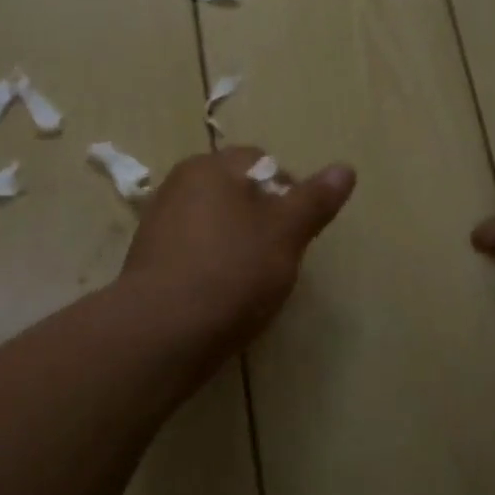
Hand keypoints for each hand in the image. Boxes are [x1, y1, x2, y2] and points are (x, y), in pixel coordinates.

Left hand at [122, 147, 356, 352]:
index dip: (289, 193)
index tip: (298, 231)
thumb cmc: (232, 271)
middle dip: (262, 219)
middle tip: (279, 257)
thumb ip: (314, 200)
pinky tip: (222, 295)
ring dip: (238, 243)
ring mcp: (159, 223)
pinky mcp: (149, 261)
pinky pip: (194, 252)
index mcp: (210, 167)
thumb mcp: (286, 233)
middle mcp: (179, 185)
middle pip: (236, 192)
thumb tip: (345, 168)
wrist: (161, 332)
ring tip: (251, 281)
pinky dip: (212, 265)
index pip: (262, 162)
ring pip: (216, 224)